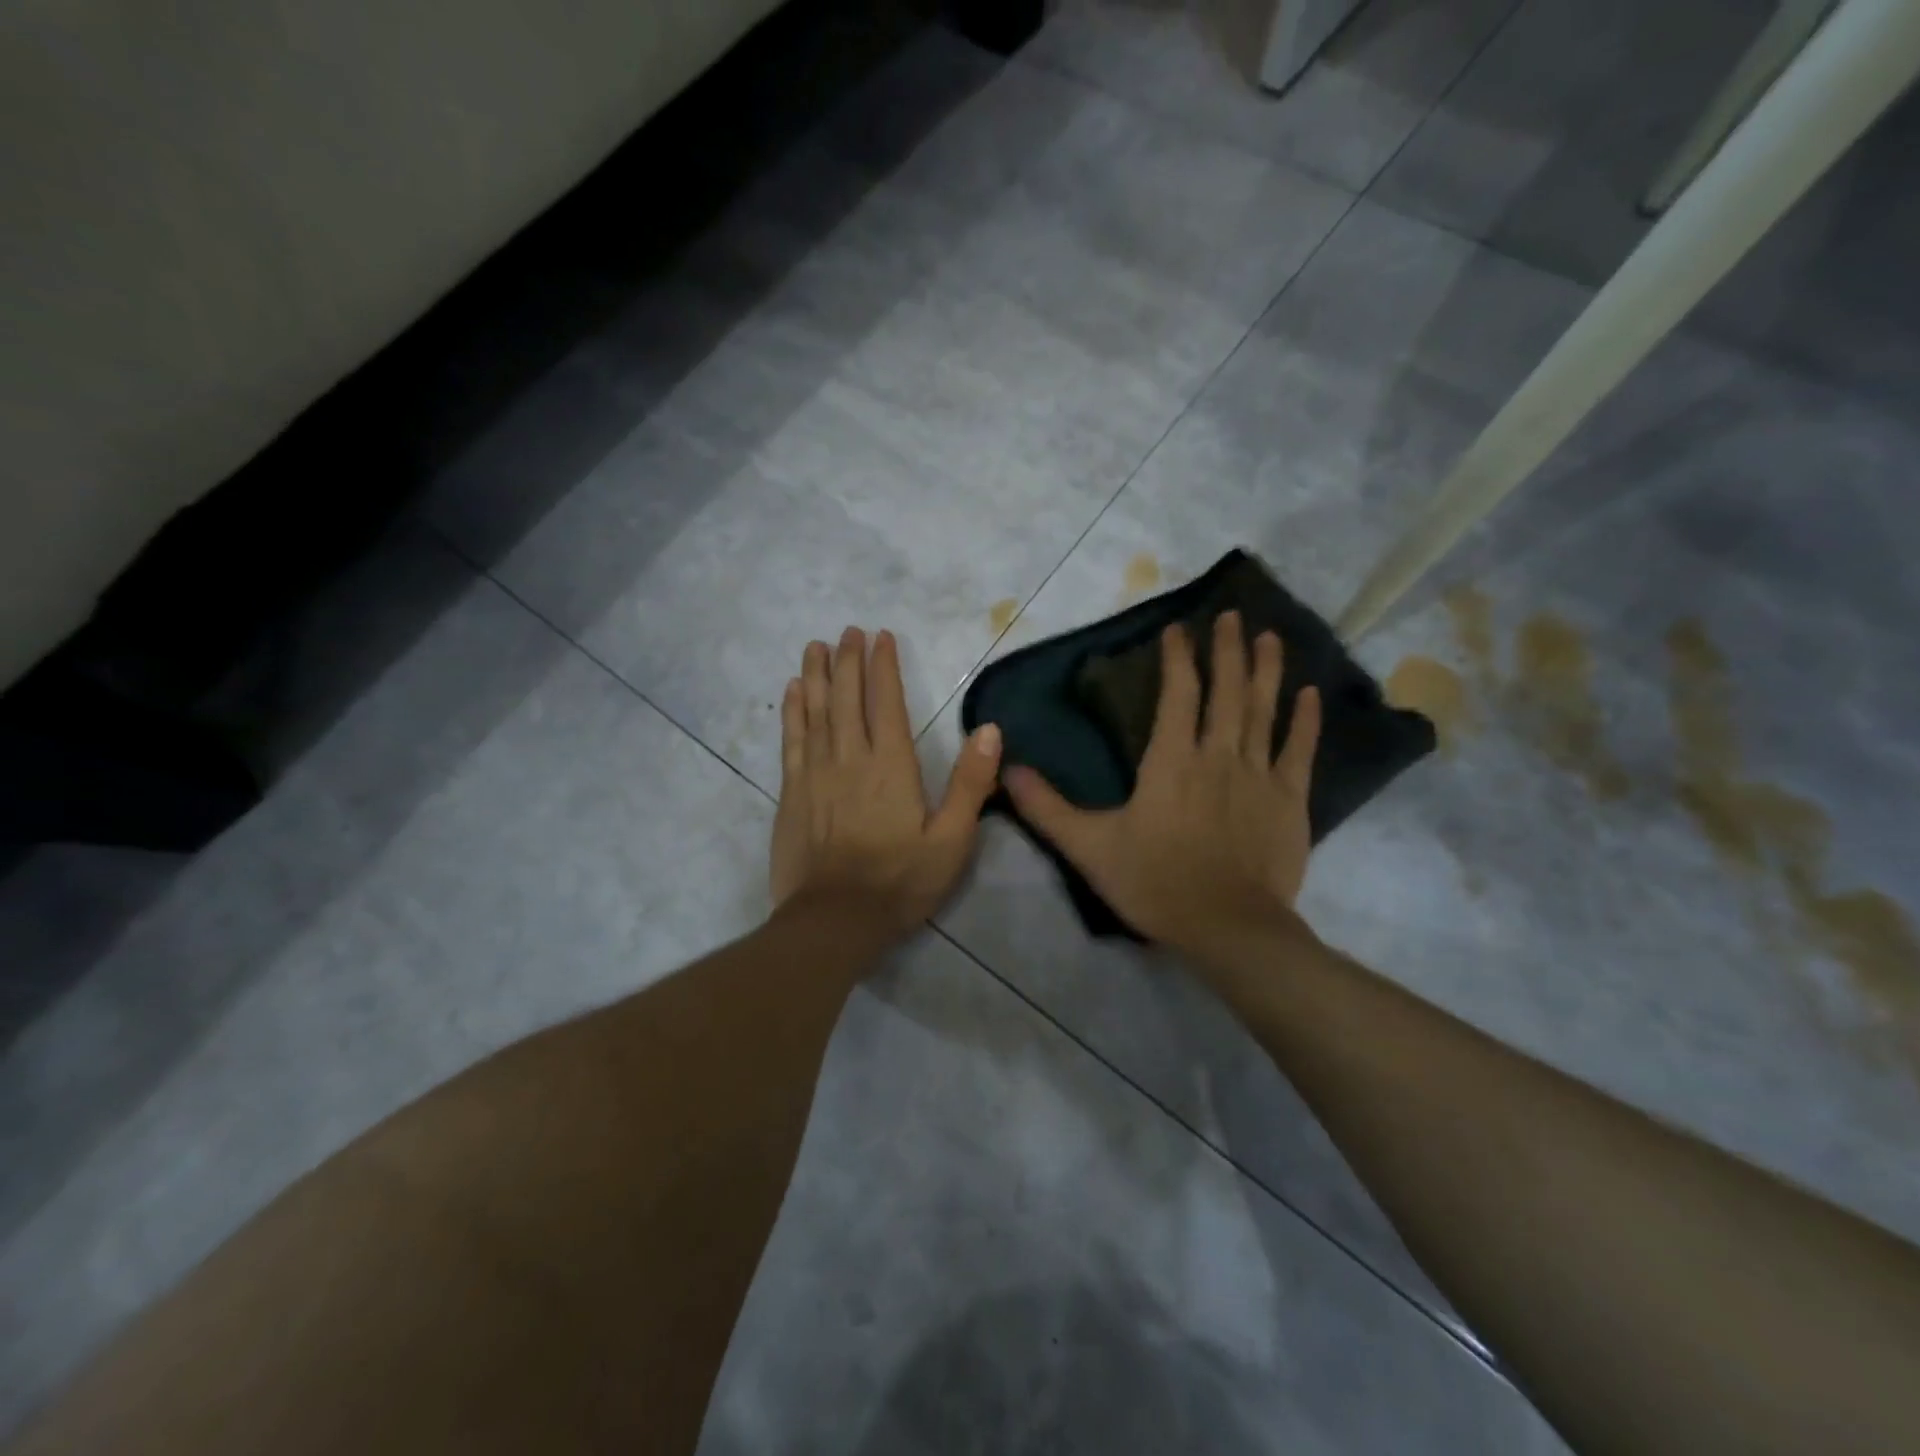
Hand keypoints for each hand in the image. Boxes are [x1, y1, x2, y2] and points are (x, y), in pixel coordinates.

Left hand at [771, 627, 1002, 937]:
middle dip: (849, 660)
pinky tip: (793, 691)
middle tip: (848, 631)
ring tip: (817, 646)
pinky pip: (792, 741)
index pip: (887, 702)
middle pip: (847, 698)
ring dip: (817, 675)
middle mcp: (850, 758)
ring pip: (816, 711)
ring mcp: (816, 774)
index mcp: (891, 766)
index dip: (884, 667)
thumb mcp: (952, 840)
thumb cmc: (900, 882)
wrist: (834, 920)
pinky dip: (793, 711)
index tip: (881, 636)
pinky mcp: (792, 793)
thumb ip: (970, 783)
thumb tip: (990, 729)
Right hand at [1004, 612, 1321, 968]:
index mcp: (1171, 761)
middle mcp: (1218, 755)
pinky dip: (1306, 721)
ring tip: (1269, 636)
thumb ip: (1047, 807)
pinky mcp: (1290, 800)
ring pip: (1264, 711)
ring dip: (1266, 670)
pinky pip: (1300, 750)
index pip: (1177, 694)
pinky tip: (1311, 695)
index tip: (1178, 629)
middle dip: (1227, 649)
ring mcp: (1259, 775)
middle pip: (1225, 691)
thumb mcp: (1089, 847)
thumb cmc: (1155, 883)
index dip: (1177, 658)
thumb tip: (1008, 769)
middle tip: (1231, 614)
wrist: (1227, 927)